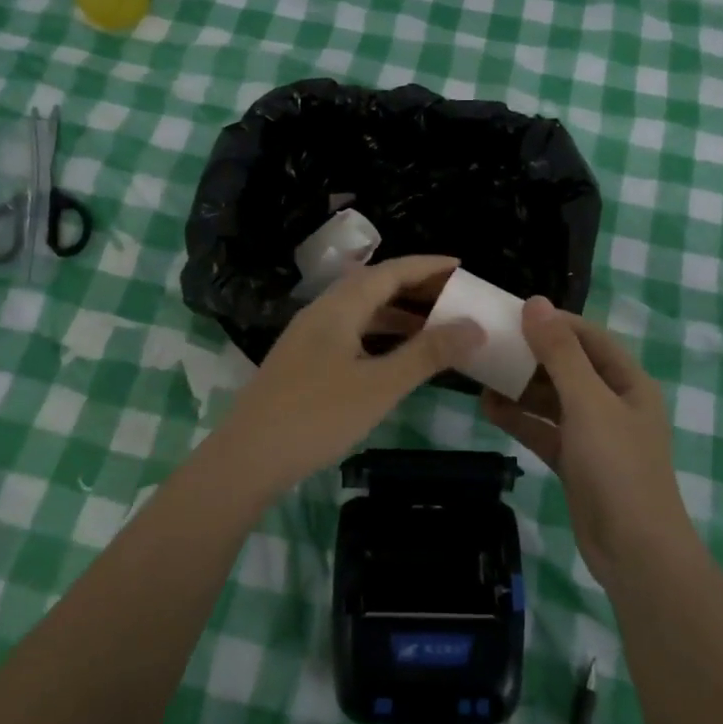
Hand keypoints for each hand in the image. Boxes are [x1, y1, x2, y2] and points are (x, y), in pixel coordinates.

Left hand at [206, 255, 483, 500]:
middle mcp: (322, 312)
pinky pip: (350, 333)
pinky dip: (379, 336)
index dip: (427, 266)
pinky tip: (395, 358)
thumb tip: (475, 326)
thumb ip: (428, 354)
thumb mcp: (380, 385)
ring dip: (397, 314)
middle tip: (454, 297)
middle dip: (415, 287)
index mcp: (339, 307)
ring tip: (434, 327)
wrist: (247, 457)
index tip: (461, 266)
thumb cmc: (317, 416)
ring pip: (361, 312)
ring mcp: (308, 337)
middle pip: (374, 286)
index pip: (390, 271)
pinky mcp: (303, 361)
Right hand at [482, 298, 689, 582]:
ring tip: (480, 372)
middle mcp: (612, 403)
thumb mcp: (588, 402)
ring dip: (520, 387)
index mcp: (627, 382)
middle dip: (530, 354)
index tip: (512, 312)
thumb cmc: (617, 467)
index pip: (588, 337)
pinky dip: (519, 419)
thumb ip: (560, 353)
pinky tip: (487, 408)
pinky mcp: (575, 462)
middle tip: (488, 342)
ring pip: (551, 399)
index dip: (554, 322)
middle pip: (568, 366)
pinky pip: (543, 430)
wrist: (635, 551)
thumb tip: (535, 303)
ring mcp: (592, 435)